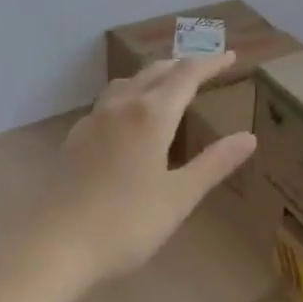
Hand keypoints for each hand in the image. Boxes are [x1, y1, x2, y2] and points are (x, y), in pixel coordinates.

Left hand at [7, 53, 256, 296]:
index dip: (210, 64)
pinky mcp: (74, 140)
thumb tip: (248, 137)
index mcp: (151, 115)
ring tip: (166, 85)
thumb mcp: (179, 197)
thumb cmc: (125, 223)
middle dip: (181, 66)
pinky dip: (128, 97)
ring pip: (126, 84)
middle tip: (204, 67)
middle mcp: (121, 107)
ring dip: (151, 77)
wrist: (54, 246)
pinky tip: (128, 120)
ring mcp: (93, 121)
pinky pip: (108, 103)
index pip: (186, 76)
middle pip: (154, 72)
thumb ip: (214, 164)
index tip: (230, 56)